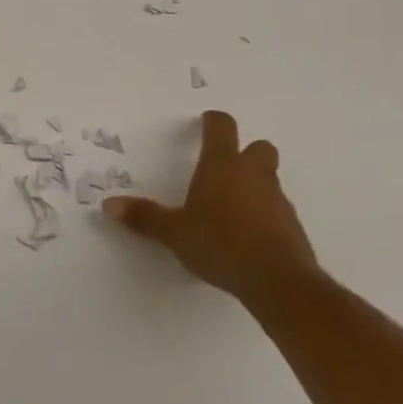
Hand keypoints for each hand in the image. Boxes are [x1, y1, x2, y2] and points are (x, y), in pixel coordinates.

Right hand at [103, 110, 322, 314]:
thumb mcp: (175, 233)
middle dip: (246, 152)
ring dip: (255, 185)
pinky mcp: (293, 227)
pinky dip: (266, 214)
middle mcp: (253, 174)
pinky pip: (278, 210)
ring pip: (269, 179)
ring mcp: (277, 200)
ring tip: (232, 208)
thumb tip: (109, 205)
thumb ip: (145, 217)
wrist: (279, 282)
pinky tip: (249, 236)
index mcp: (222, 165)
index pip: (222, 126)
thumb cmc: (221, 244)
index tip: (204, 123)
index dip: (213, 121)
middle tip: (226, 168)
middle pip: (259, 147)